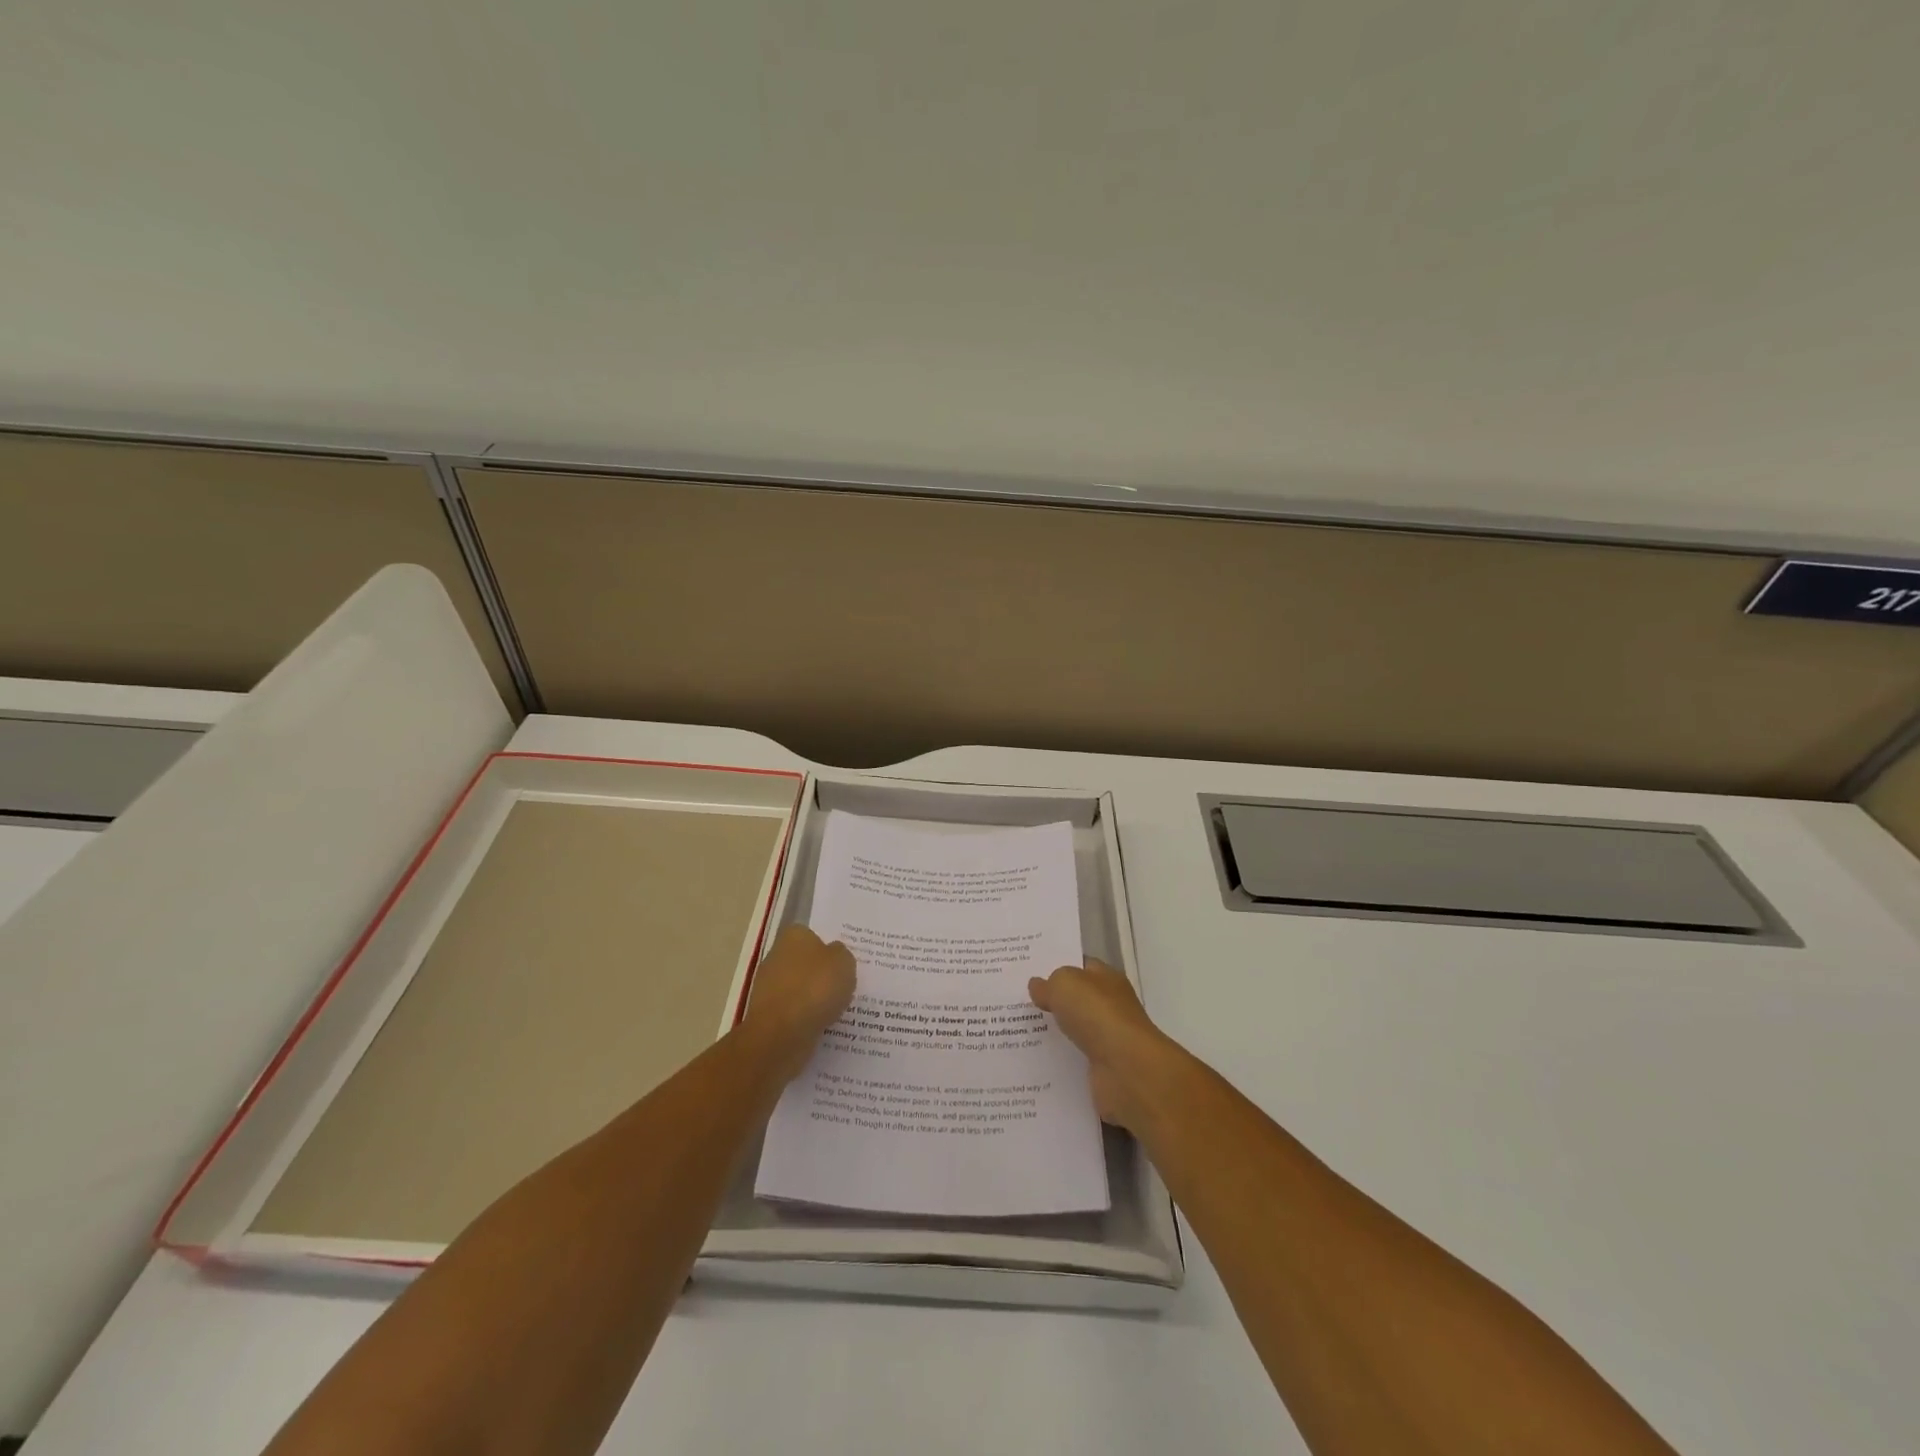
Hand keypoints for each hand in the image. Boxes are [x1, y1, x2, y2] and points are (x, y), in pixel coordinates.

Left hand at [741, 925, 855, 1081]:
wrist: (781, 1034)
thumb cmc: (816, 988)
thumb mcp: (844, 962)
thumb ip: (842, 954)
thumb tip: (834, 956)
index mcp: (794, 936)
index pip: (813, 935)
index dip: (829, 948)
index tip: (843, 963)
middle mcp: (777, 956)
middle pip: (805, 962)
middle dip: (821, 974)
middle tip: (844, 986)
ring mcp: (768, 987)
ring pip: (800, 989)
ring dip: (814, 999)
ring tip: (837, 1010)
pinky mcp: (767, 1015)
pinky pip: (794, 1012)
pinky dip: (806, 1018)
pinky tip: (822, 1026)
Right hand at [1029, 960, 1182, 1134]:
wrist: (1126, 1069)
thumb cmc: (1097, 1014)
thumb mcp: (1065, 984)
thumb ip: (1049, 983)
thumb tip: (1038, 986)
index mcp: (1107, 979)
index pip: (1081, 967)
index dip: (1057, 966)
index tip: (1028, 971)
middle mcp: (1110, 1007)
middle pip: (1075, 1000)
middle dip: (1050, 1001)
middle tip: (1016, 1002)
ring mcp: (1107, 1040)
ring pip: (1072, 1031)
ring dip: (1051, 1033)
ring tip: (1016, 1032)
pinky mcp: (1101, 1069)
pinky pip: (1072, 1060)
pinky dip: (1057, 1061)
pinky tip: (1033, 1060)